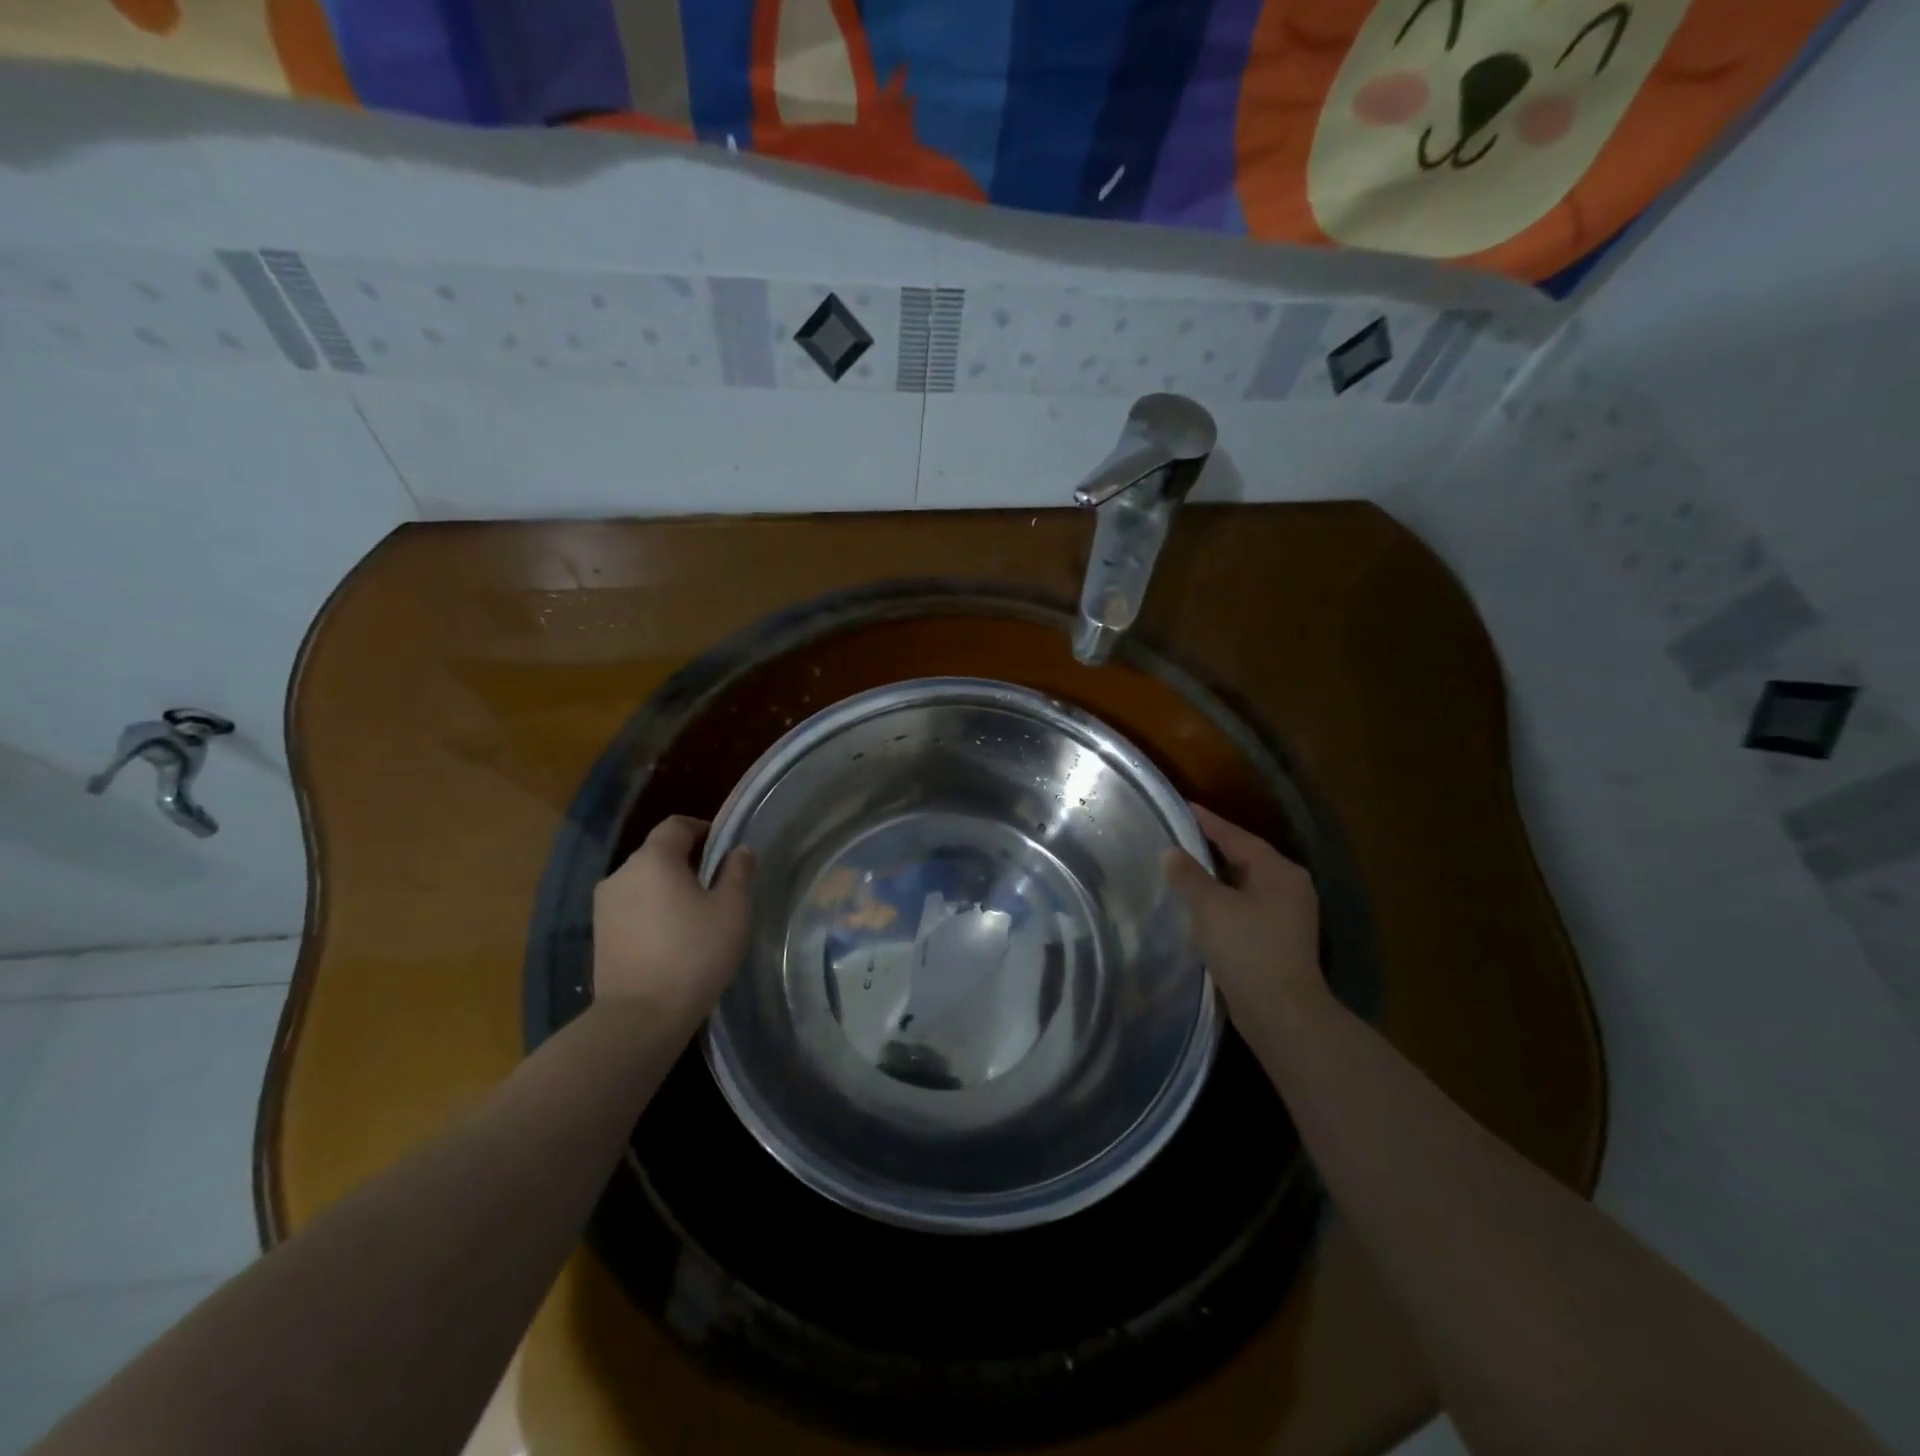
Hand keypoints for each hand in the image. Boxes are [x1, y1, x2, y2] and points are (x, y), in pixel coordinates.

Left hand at [592, 816, 753, 1023]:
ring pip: (643, 882)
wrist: (641, 1017)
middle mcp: (622, 873)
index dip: (703, 829)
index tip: (724, 849)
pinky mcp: (599, 934)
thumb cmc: (694, 953)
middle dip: (687, 861)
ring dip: (668, 888)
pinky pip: (632, 908)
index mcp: (653, 859)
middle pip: (658, 853)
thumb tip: (738, 850)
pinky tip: (672, 938)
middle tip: (717, 886)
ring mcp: (604, 906)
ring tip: (695, 915)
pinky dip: (652, 911)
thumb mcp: (732, 909)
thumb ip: (738, 871)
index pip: (677, 825)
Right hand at [1164, 804, 1330, 1053]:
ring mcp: (1288, 915)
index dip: (1206, 821)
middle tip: (1176, 837)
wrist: (1282, 1014)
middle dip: (1210, 848)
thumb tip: (1171, 852)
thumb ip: (1188, 875)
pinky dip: (1222, 901)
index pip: (1235, 835)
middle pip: (1243, 857)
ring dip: (1215, 877)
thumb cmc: (1247, 950)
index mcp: (1278, 871)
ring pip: (1243, 884)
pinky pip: (1245, 907)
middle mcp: (1289, 886)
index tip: (1180, 806)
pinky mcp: (1279, 939)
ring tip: (1181, 869)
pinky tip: (1199, 906)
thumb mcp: (1210, 907)